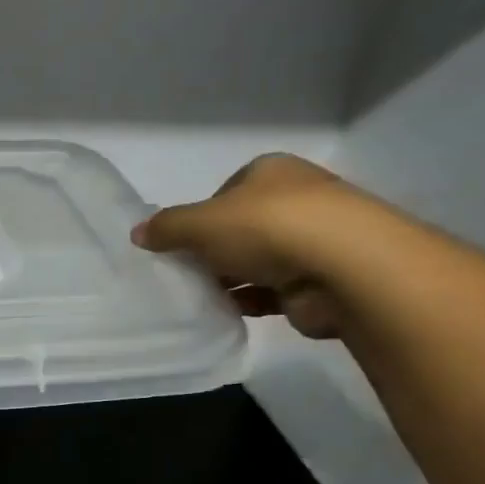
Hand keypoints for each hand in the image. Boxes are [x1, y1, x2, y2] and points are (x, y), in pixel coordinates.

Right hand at [130, 154, 391, 338]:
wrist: (346, 268)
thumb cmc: (267, 227)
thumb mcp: (200, 223)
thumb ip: (167, 228)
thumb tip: (138, 233)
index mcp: (271, 172)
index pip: (226, 191)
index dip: (200, 216)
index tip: (183, 242)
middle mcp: (297, 199)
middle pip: (241, 226)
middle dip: (215, 250)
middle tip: (185, 272)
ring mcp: (315, 239)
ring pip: (258, 259)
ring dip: (232, 278)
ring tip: (200, 296)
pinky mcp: (322, 278)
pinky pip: (275, 289)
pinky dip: (251, 300)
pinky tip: (228, 311)